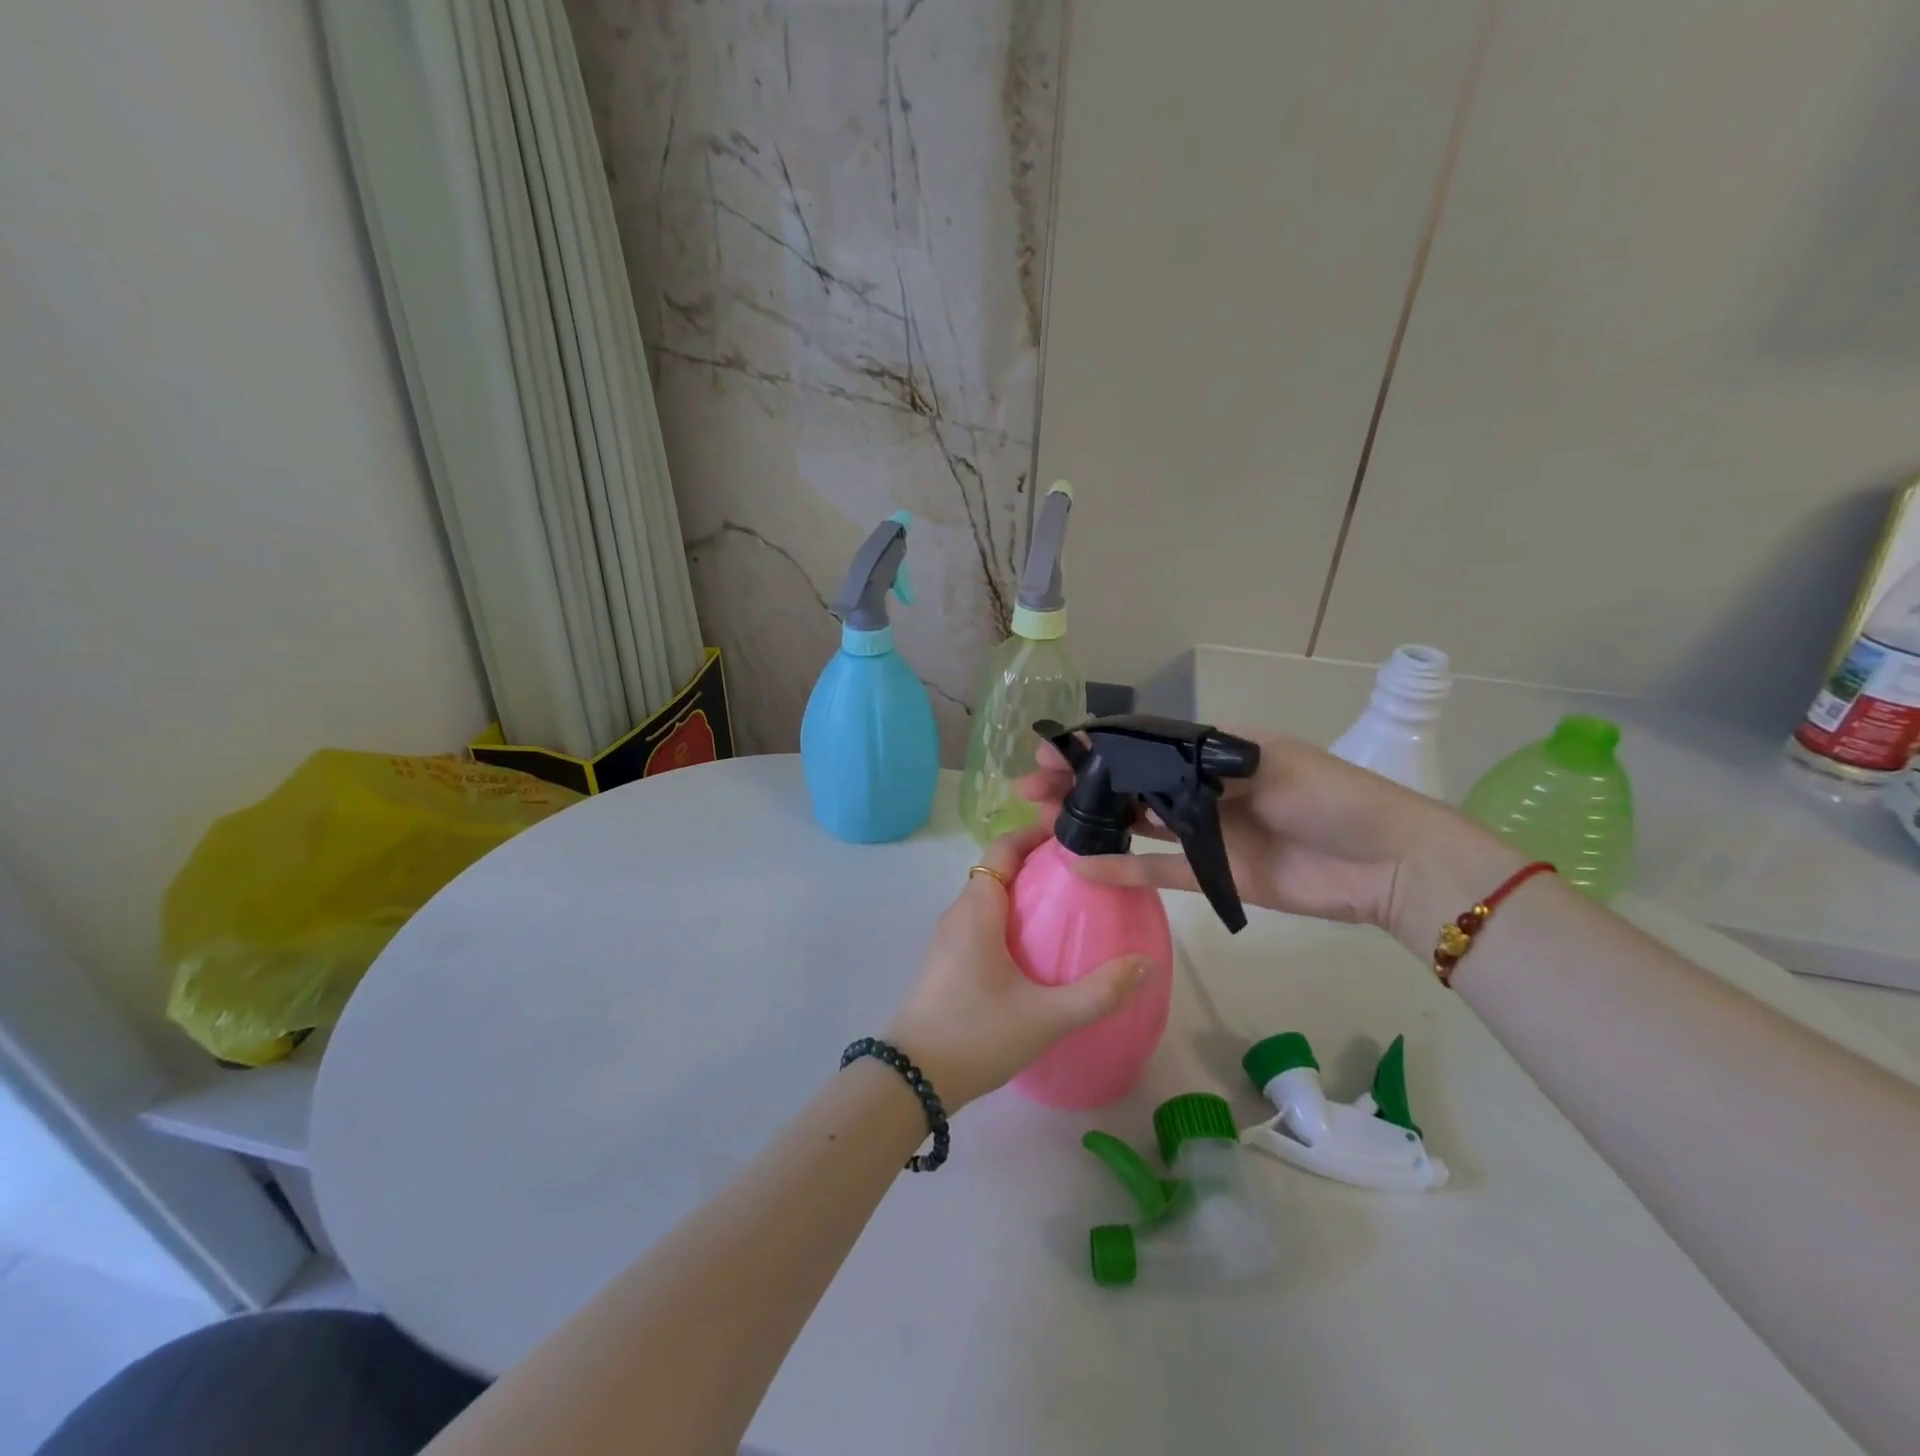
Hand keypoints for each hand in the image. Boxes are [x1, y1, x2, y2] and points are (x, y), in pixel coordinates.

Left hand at [884, 824, 1150, 1109]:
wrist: (912, 1080)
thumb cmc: (976, 1035)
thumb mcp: (1045, 1017)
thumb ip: (1099, 992)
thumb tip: (1145, 964)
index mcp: (976, 908)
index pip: (1003, 848)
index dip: (1034, 833)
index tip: (1073, 834)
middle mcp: (959, 913)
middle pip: (999, 869)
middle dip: (1038, 863)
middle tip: (1085, 873)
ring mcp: (949, 939)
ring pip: (990, 898)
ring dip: (1024, 893)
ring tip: (1070, 907)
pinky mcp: (948, 962)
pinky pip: (983, 923)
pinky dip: (1011, 920)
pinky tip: (1039, 949)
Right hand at [1017, 732, 1509, 947]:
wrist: (1388, 863)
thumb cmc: (1333, 799)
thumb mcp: (1273, 762)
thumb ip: (1204, 763)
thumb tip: (1141, 760)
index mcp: (1212, 752)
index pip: (1139, 745)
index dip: (1094, 748)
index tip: (1053, 752)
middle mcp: (1198, 788)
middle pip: (1127, 783)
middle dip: (1079, 783)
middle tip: (1032, 789)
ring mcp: (1202, 833)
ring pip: (1133, 824)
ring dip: (1091, 821)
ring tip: (1045, 821)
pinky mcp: (1211, 874)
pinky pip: (1157, 871)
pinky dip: (1122, 870)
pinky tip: (1082, 866)